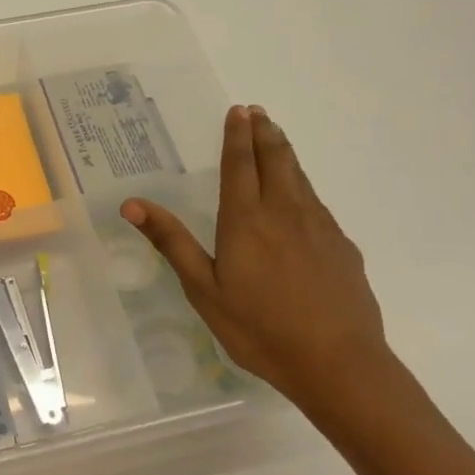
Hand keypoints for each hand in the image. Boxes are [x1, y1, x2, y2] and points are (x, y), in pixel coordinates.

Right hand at [122, 105, 403, 419]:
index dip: (237, 136)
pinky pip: (317, 202)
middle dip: (264, 133)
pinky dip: (303, 184)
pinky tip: (301, 195)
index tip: (238, 111)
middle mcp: (285, 212)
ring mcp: (319, 227)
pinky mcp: (341, 246)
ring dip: (285, 152)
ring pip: (300, 177)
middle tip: (258, 112)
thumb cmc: (260, 329)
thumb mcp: (204, 289)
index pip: (240, 165)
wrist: (339, 363)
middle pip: (276, 161)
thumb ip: (172, 242)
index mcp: (246, 220)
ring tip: (276, 137)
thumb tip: (132, 203)